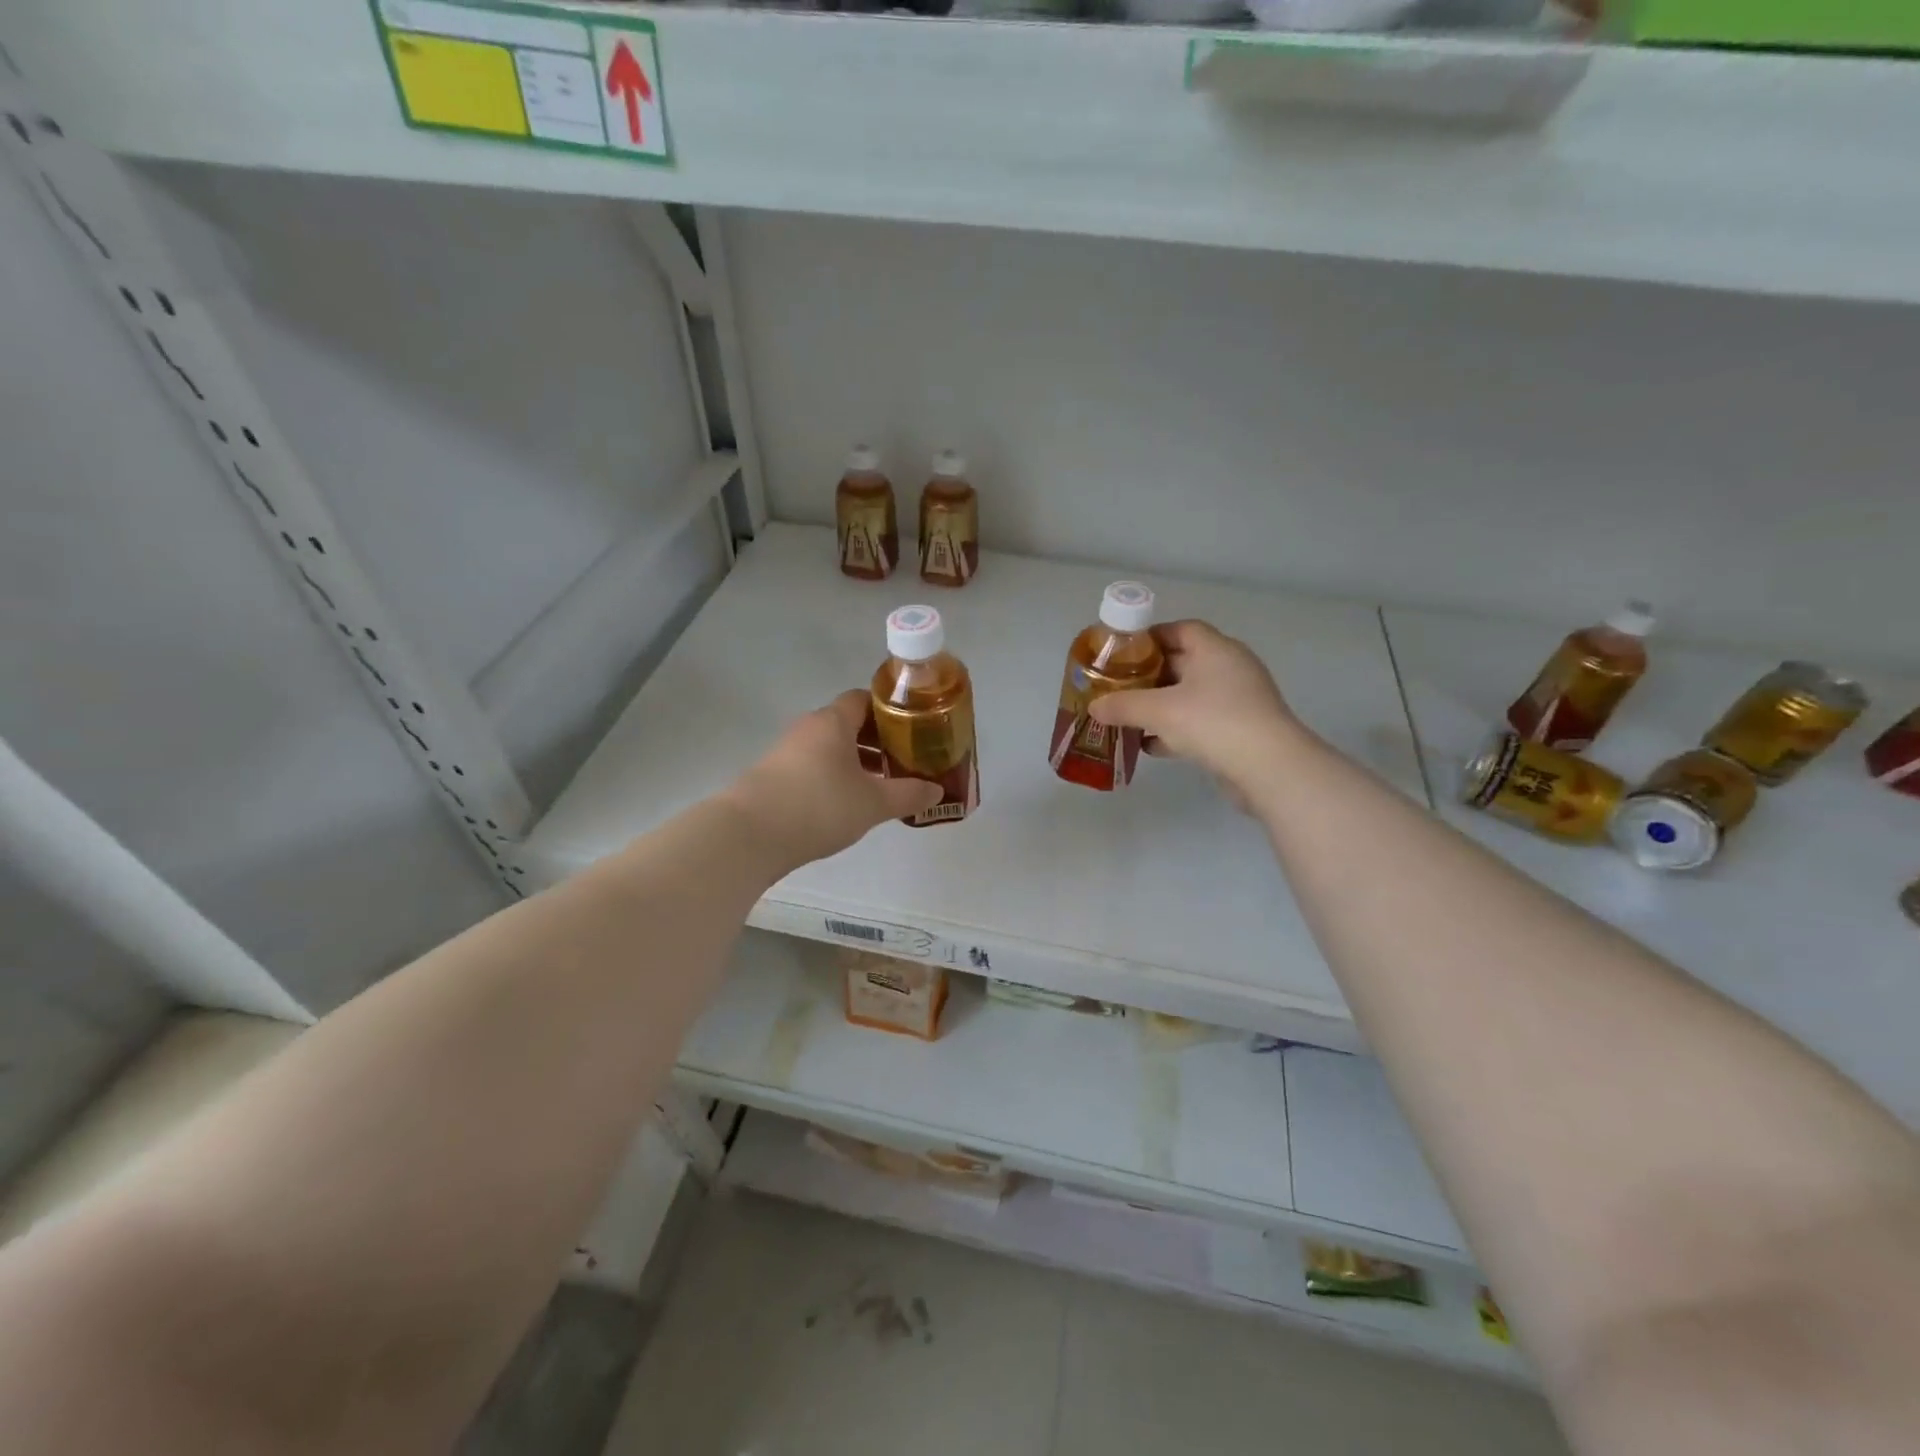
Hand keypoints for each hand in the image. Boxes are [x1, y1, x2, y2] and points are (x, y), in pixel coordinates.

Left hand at [723, 691, 942, 871]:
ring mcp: (786, 752)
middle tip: (903, 760)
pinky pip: (813, 767)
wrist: (749, 835)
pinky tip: (847, 803)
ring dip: (855, 761)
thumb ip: (908, 794)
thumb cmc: (819, 806)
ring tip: (881, 784)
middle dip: (877, 740)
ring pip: (829, 748)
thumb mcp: (873, 803)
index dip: (890, 710)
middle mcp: (808, 729)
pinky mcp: (773, 777)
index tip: (913, 728)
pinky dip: (833, 777)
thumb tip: (937, 791)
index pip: (864, 699)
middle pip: (847, 723)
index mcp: (833, 722)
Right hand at [1087, 620, 1303, 796]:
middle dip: (1149, 675)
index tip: (1122, 652)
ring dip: (1161, 705)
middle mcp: (1230, 668)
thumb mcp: (1159, 711)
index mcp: (1215, 650)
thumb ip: (1123, 705)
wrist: (1268, 768)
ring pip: (1190, 695)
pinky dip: (1176, 730)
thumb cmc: (1213, 722)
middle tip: (1118, 686)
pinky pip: (1201, 722)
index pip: (1180, 629)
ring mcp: (1238, 700)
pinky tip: (1151, 745)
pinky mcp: (1240, 730)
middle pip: (1183, 662)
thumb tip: (1094, 706)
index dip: (1150, 637)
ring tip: (1128, 716)